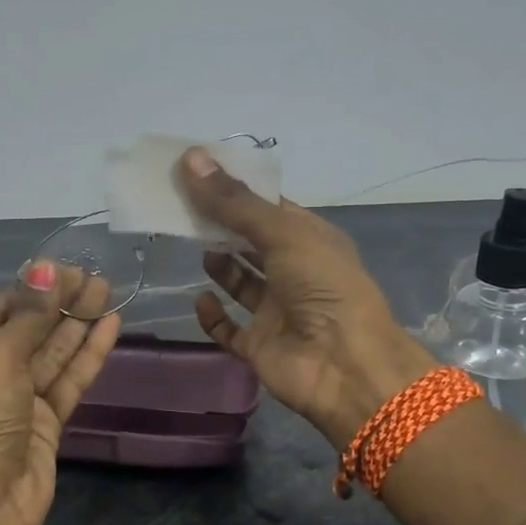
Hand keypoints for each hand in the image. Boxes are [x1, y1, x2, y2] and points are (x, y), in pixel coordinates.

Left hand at [0, 262, 121, 524]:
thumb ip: (27, 315)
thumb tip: (46, 268)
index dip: (30, 291)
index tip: (64, 271)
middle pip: (26, 332)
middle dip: (59, 305)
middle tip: (95, 278)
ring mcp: (15, 403)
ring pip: (51, 356)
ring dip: (78, 325)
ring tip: (108, 292)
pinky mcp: (44, 425)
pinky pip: (67, 382)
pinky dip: (87, 356)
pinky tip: (110, 327)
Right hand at [180, 147, 436, 448]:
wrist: (344, 366)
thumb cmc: (323, 287)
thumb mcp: (282, 233)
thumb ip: (234, 202)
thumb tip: (190, 158)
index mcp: (310, 239)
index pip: (268, 207)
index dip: (235, 189)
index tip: (197, 172)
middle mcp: (294, 271)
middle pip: (250, 241)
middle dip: (220, 224)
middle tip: (182, 205)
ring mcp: (276, 310)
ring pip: (240, 281)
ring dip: (219, 264)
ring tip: (194, 243)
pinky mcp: (259, 344)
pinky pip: (228, 328)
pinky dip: (213, 315)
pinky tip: (201, 299)